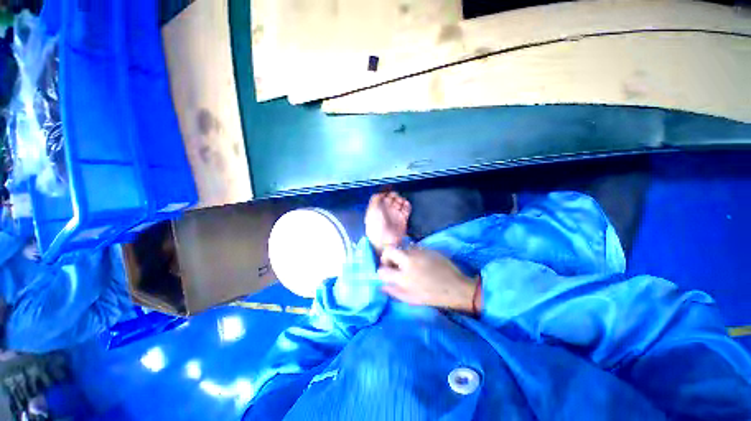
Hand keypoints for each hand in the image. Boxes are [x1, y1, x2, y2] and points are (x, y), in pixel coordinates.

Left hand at [365, 192, 410, 253]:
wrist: (384, 240)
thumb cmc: (376, 224)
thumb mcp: (372, 209)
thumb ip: (376, 198)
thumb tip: (381, 192)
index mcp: (377, 208)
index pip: (383, 196)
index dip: (386, 193)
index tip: (389, 191)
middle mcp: (386, 210)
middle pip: (392, 198)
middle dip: (394, 196)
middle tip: (395, 198)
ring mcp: (395, 215)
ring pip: (400, 202)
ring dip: (401, 200)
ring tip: (400, 202)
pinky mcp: (403, 219)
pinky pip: (406, 209)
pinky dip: (407, 205)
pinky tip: (405, 204)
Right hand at [378, 247, 478, 313]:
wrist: (456, 287)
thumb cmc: (433, 296)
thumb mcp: (411, 299)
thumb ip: (394, 292)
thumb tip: (381, 286)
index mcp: (404, 277)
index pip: (382, 270)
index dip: (381, 271)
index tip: (386, 273)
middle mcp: (408, 261)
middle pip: (389, 250)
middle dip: (386, 256)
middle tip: (391, 263)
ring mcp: (418, 252)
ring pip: (401, 247)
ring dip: (399, 254)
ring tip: (405, 262)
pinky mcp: (426, 248)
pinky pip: (412, 247)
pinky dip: (410, 252)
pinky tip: (417, 260)